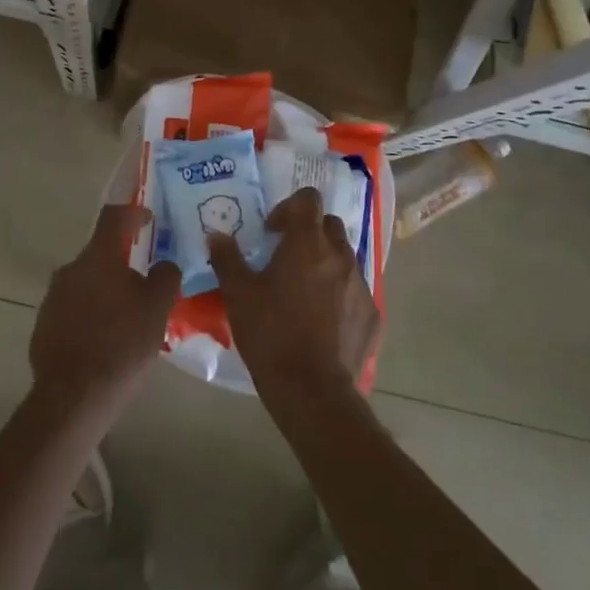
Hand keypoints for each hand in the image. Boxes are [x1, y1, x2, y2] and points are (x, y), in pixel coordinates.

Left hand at [30, 205, 181, 424]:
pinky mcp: (44, 326)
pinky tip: (106, 341)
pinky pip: (73, 309)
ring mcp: (53, 298)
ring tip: (128, 318)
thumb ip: (165, 277)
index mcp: (98, 258)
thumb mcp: (157, 309)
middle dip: (123, 264)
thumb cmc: (121, 345)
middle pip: (100, 254)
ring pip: (86, 283)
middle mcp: (70, 270)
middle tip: (146, 284)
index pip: (114, 217)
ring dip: (106, 291)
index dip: (133, 212)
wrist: (72, 397)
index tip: (148, 219)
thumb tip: (164, 265)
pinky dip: (91, 315)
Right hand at [208, 187, 380, 403]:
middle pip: (329, 225)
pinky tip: (323, 320)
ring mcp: (361, 284)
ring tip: (304, 290)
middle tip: (286, 257)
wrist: (312, 390)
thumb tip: (217, 236)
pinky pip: (355, 290)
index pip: (308, 199)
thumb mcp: (238, 295)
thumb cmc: (271, 334)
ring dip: (325, 262)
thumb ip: (227, 259)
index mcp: (307, 243)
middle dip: (309, 233)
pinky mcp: (372, 314)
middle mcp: (340, 255)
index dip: (289, 208)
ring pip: (344, 257)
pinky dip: (340, 294)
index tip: (271, 232)